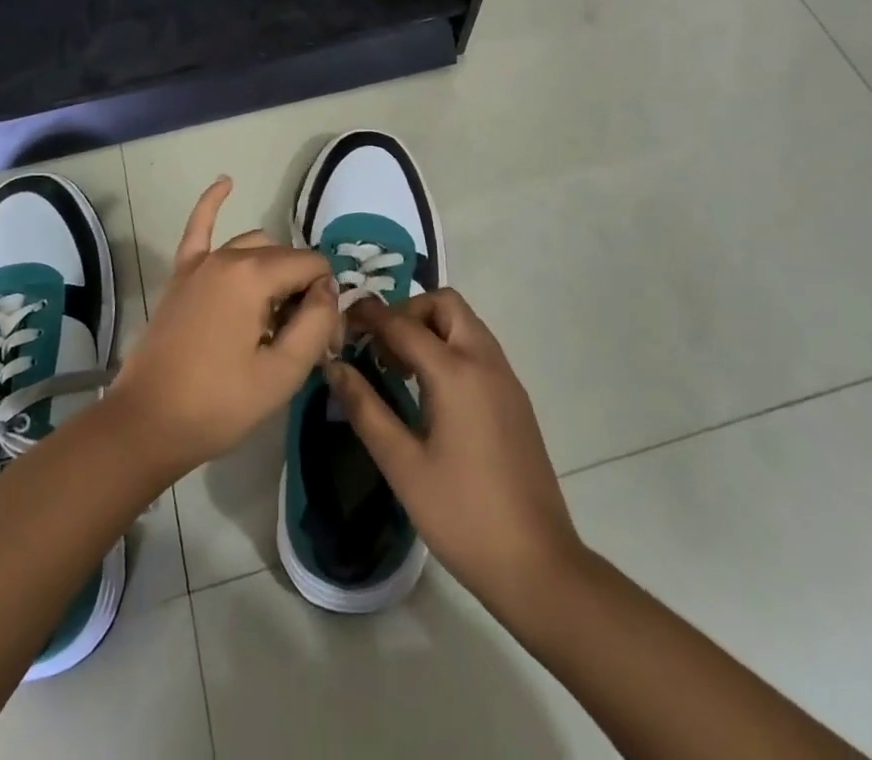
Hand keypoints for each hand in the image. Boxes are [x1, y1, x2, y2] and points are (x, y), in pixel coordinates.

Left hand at [109, 177, 340, 480]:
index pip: (312, 266)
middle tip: (301, 339)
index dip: (325, 301)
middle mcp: (228, 256)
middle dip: (302, 288)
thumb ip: (315, 323)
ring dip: (273, 268)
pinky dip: (212, 202)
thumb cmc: (218, 404)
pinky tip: (226, 181)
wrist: (146, 424)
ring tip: (276, 313)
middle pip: (284, 257)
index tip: (320, 342)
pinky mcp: (180, 275)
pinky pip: (198, 228)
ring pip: (253, 245)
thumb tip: (327, 291)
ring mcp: (200, 263)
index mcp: (254, 275)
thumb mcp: (282, 373)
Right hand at [325, 290, 581, 614]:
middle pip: (445, 305)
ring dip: (431, 329)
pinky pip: (479, 349)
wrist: (538, 565)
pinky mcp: (516, 398)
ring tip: (400, 369)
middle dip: (408, 312)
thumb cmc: (462, 515)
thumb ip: (365, 408)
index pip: (403, 323)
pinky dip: (451, 348)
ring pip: (466, 324)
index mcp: (456, 372)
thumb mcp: (402, 465)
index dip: (369, 316)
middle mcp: (485, 361)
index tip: (342, 321)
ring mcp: (506, 378)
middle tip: (380, 347)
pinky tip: (432, 392)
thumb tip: (334, 366)